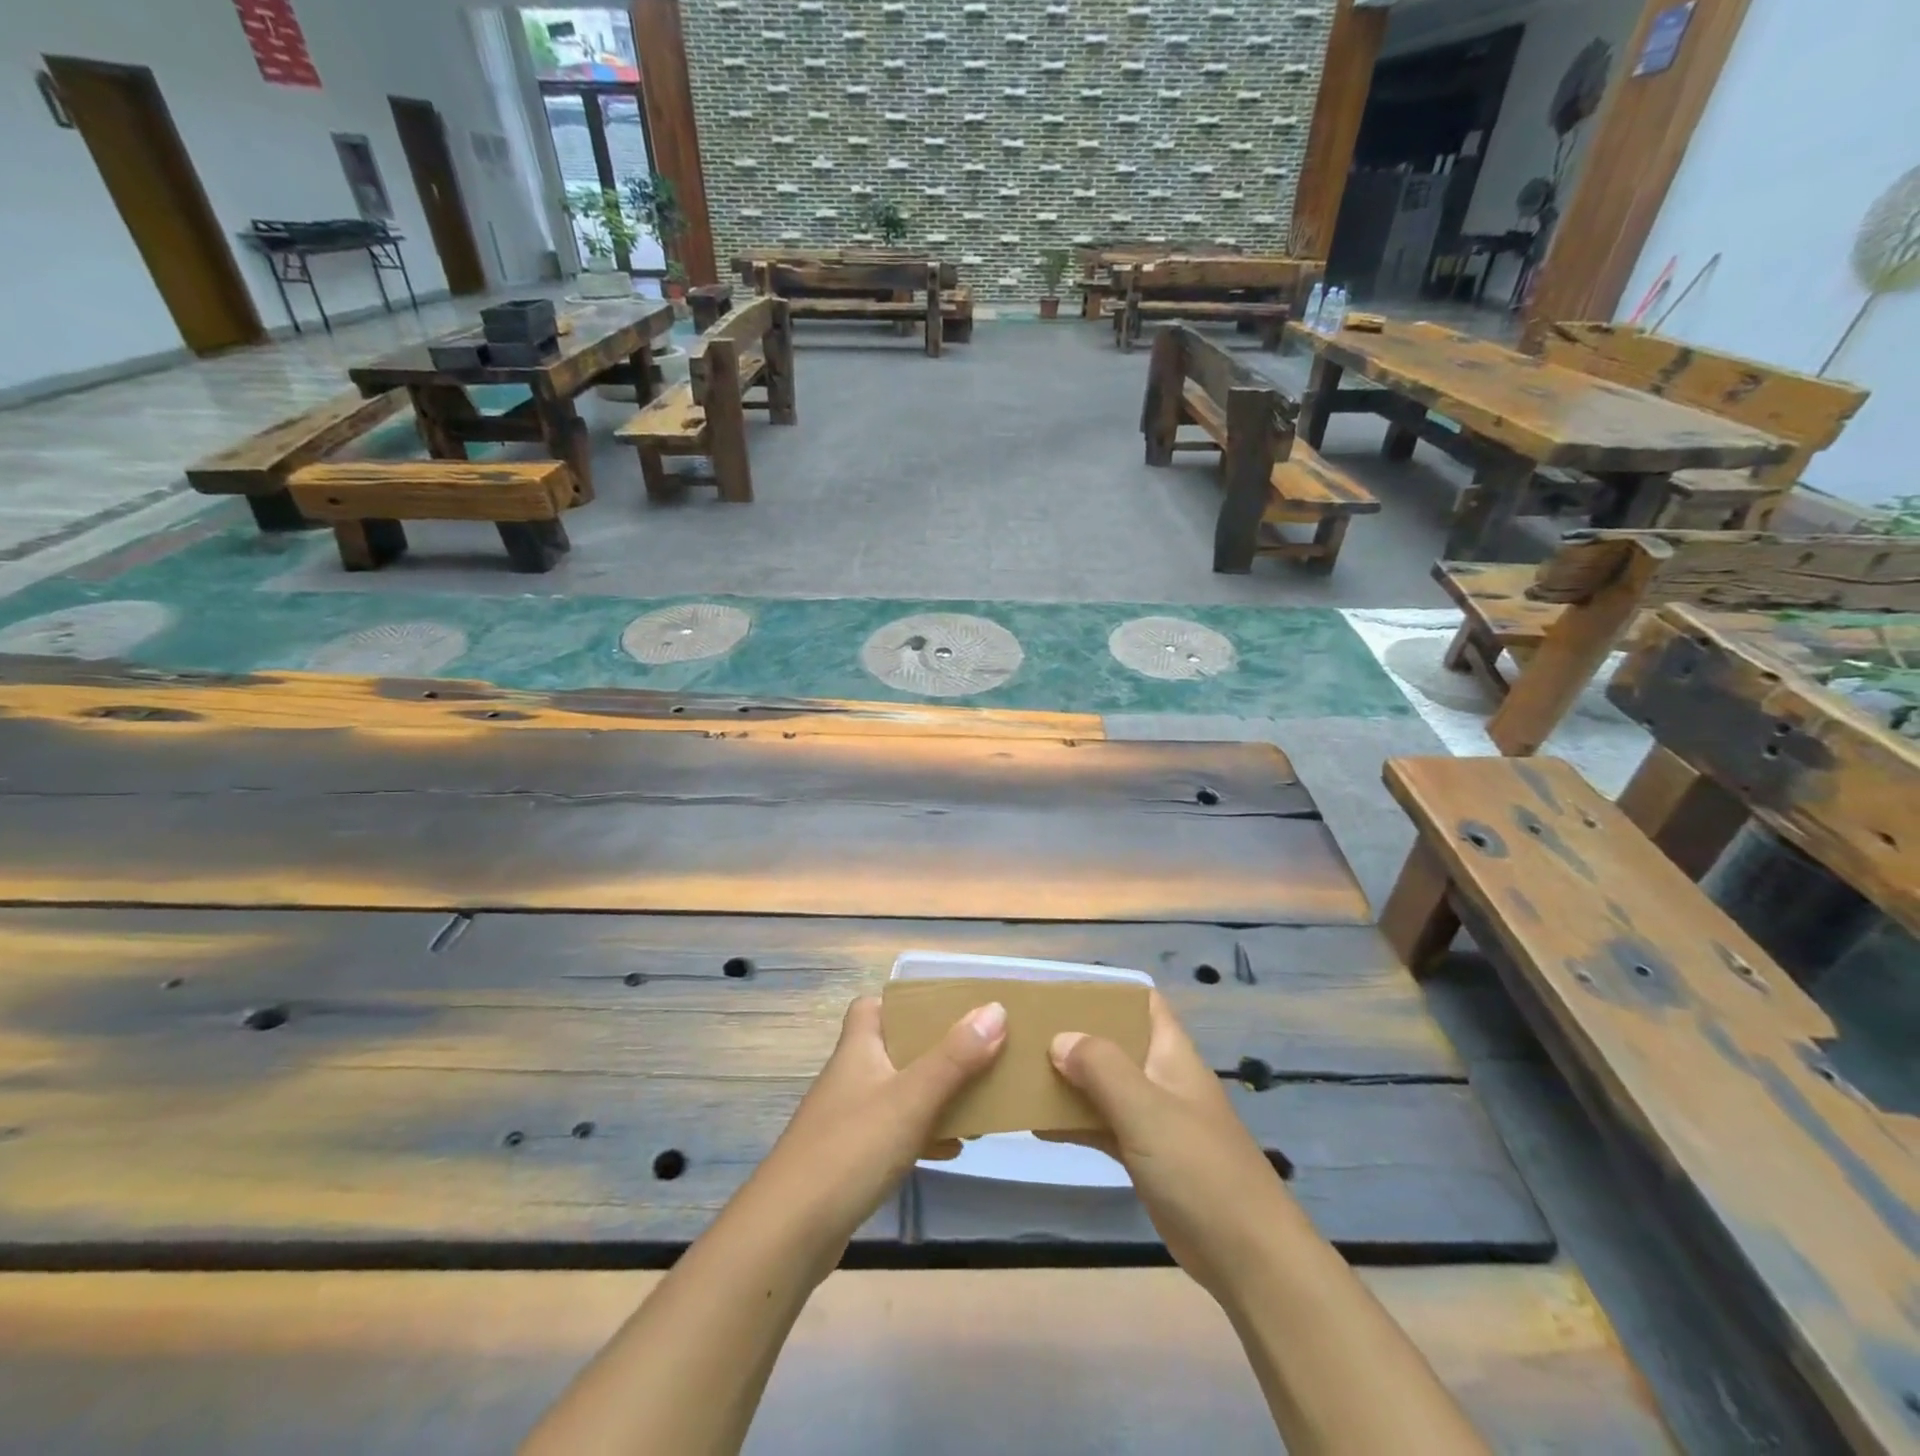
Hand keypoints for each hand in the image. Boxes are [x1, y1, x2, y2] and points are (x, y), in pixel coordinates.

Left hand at [742, 995, 1007, 1266]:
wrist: (790, 1232)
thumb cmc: (851, 1149)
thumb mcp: (912, 1098)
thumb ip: (955, 1056)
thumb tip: (995, 1009)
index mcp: (859, 1048)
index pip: (872, 1005)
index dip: (904, 1002)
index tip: (945, 1008)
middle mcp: (852, 1075)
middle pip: (896, 1047)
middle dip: (936, 1050)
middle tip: (977, 1053)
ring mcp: (849, 1119)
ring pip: (900, 1092)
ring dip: (936, 1094)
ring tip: (978, 1101)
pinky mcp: (852, 1159)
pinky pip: (896, 1132)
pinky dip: (925, 1133)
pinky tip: (953, 1148)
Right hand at [1048, 991, 1294, 1299]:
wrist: (1248, 1257)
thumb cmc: (1199, 1168)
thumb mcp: (1146, 1109)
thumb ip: (1101, 1068)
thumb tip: (1059, 1039)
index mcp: (1172, 1054)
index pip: (1143, 1002)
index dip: (1108, 991)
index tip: (1061, 992)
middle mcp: (1163, 1079)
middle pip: (1117, 1043)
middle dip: (1077, 1035)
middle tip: (1029, 1032)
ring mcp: (1156, 1120)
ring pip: (1106, 1086)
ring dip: (1072, 1079)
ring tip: (1023, 1073)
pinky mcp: (1147, 1158)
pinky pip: (1105, 1127)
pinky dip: (1077, 1123)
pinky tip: (1040, 1125)